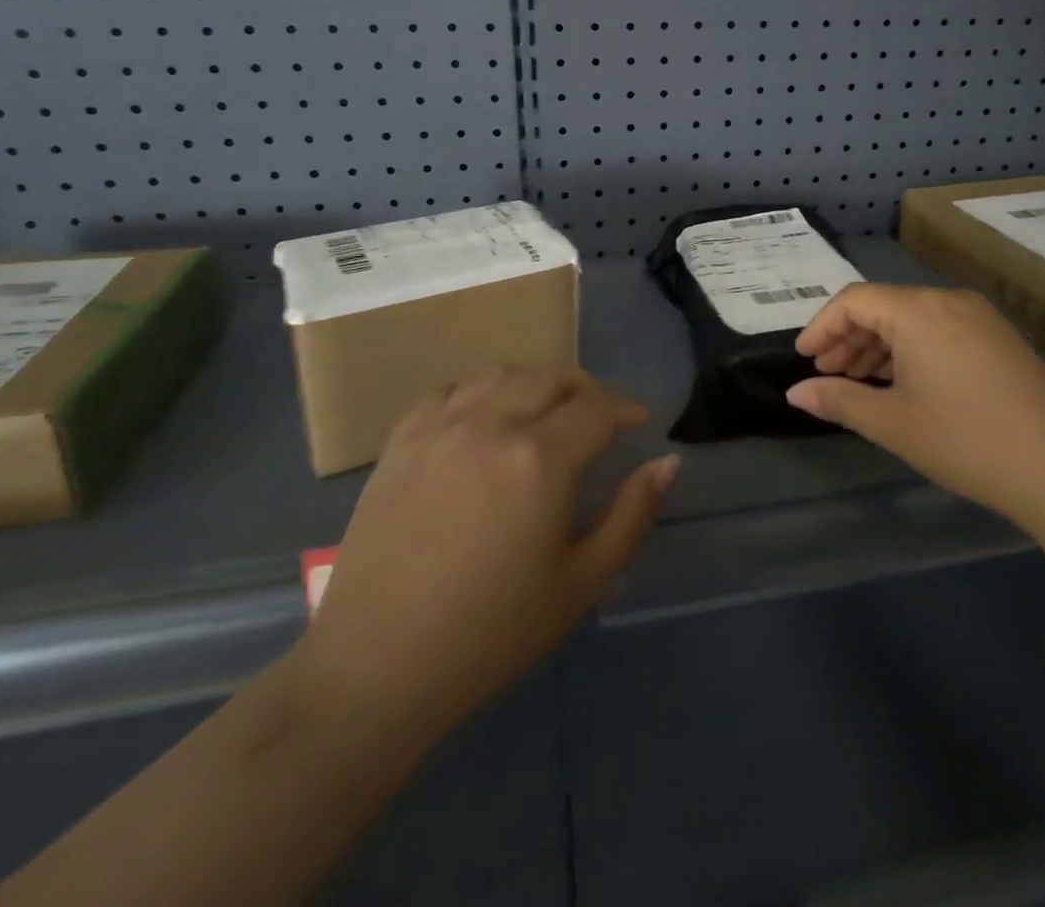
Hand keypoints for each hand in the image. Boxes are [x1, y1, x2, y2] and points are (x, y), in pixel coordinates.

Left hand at [293, 367, 676, 761]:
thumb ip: (631, 515)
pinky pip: (450, 393)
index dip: (625, 408)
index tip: (638, 422)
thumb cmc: (492, 633)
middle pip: (551, 377)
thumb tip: (667, 463)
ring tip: (545, 410)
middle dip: (586, 388)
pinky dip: (480, 394)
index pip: (597, 407)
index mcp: (541, 459)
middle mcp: (492, 425)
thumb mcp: (580, 583)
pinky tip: (483, 420)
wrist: (377, 668)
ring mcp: (440, 428)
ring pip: (501, 374)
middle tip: (599, 415)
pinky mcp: (401, 443)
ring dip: (535, 383)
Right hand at [786, 284, 1044, 516]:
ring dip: (879, 345)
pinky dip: (911, 349)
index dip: (822, 326)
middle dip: (849, 338)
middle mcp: (947, 300)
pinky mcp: (998, 338)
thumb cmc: (964, 440)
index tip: (804, 358)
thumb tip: (795, 393)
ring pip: (912, 318)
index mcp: (917, 310)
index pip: (854, 301)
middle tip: (827, 374)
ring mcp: (978, 317)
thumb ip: (838, 401)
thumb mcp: (892, 423)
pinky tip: (902, 382)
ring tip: (859, 382)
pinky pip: (939, 329)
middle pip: (883, 306)